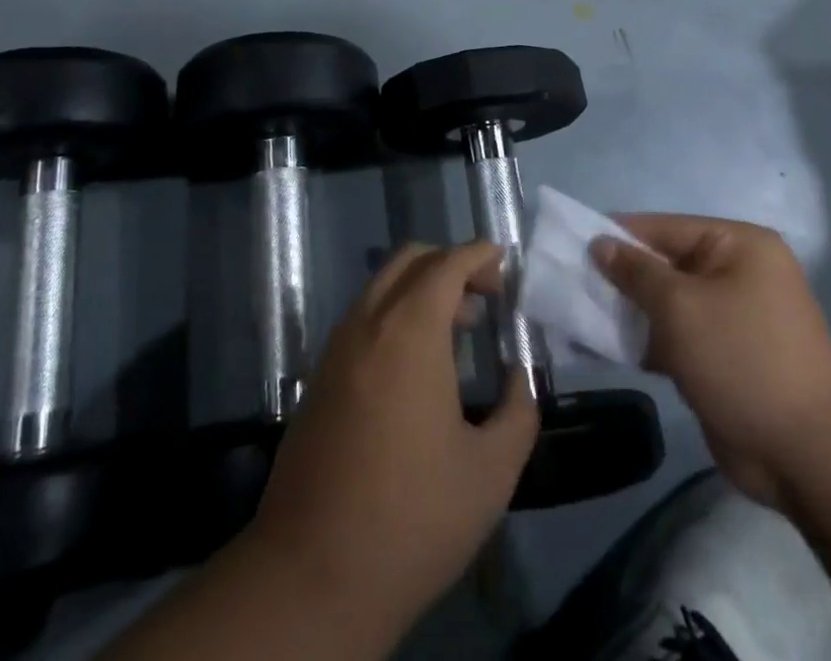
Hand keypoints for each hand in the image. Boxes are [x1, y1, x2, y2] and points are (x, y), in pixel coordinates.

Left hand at [244, 241, 540, 641]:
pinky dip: (395, 313)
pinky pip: (363, 318)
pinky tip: (418, 363)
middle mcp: (367, 323)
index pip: (446, 264)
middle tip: (485, 296)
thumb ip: (518, 412)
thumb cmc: (411, 518)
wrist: (311, 575)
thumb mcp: (490, 473)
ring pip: (382, 286)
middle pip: (409, 261)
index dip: (478, 255)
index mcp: (409, 331)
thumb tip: (520, 378)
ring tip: (459, 329)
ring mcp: (336, 348)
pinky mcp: (319, 376)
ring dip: (421, 289)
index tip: (504, 262)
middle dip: (450, 264)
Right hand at [593, 214, 830, 506]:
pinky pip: (676, 335)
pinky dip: (646, 340)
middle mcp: (736, 272)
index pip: (662, 227)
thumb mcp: (680, 307)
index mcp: (737, 245)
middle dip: (620, 278)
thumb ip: (635, 272)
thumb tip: (599, 243)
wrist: (809, 456)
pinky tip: (608, 346)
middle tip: (571, 286)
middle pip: (663, 264)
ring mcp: (732, 316)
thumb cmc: (742, 360)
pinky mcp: (724, 355)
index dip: (616, 236)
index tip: (570, 247)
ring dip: (629, 312)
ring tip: (580, 316)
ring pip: (666, 303)